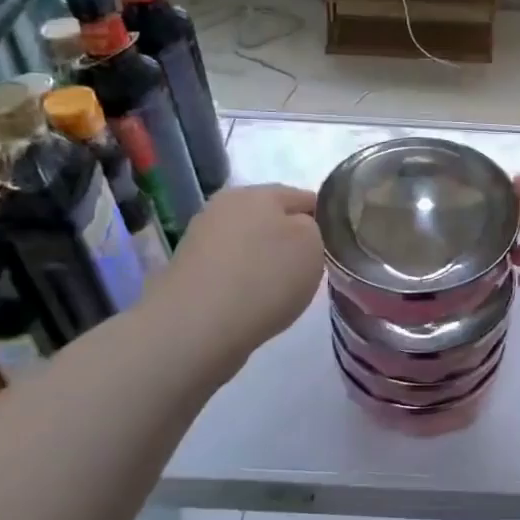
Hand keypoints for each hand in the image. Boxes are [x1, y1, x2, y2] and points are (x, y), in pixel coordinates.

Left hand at [159, 184, 322, 360]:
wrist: (196, 327)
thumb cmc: (264, 278)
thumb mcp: (311, 246)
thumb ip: (313, 229)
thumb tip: (298, 230)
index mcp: (257, 192)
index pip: (303, 197)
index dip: (322, 220)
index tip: (332, 246)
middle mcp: (224, 206)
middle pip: (270, 218)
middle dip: (289, 240)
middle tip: (308, 270)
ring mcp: (201, 239)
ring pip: (247, 244)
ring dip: (264, 261)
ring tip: (279, 291)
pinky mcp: (187, 271)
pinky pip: (228, 270)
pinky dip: (243, 282)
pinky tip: (251, 303)